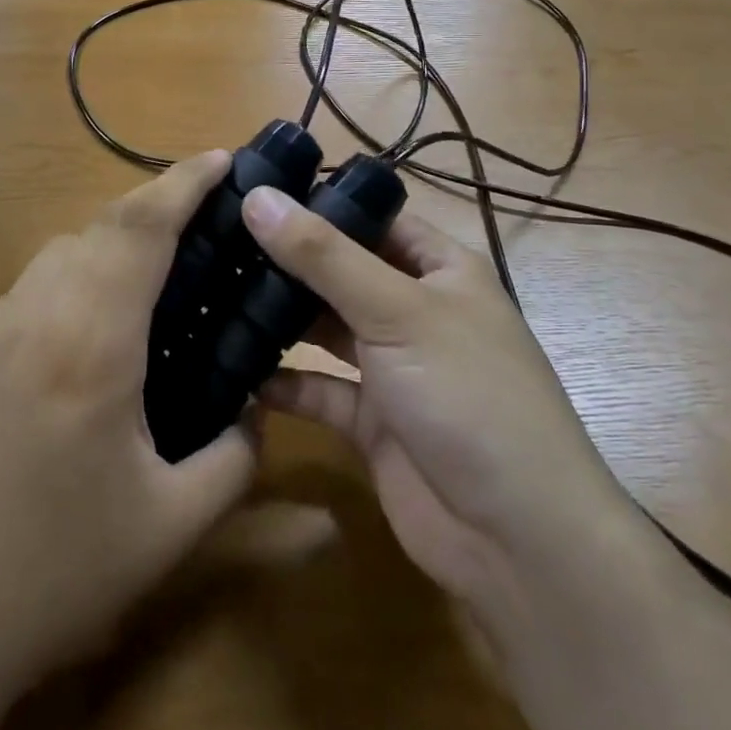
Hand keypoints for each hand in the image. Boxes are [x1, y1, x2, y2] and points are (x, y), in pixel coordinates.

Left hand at [0, 152, 258, 725]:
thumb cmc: (50, 575)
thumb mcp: (168, 528)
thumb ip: (233, 458)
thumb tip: (257, 413)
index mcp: (90, 343)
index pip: (141, 228)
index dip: (184, 183)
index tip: (222, 160)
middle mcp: (33, 316)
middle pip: (100, 227)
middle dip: (155, 208)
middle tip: (203, 226)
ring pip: (58, 255)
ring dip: (110, 245)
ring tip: (153, 280)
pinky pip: (27, 293)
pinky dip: (70, 283)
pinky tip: (86, 337)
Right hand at [243, 186, 656, 654]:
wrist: (516, 539)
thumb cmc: (466, 393)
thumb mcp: (396, 310)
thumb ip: (323, 255)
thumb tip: (258, 197)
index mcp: (439, 268)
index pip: (372, 217)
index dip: (318, 202)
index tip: (250, 190)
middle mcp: (415, 309)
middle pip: (342, 271)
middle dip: (287, 260)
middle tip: (214, 241)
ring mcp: (393, 367)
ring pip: (326, 329)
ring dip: (280, 318)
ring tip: (214, 293)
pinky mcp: (371, 421)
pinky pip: (319, 389)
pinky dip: (283, 382)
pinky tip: (236, 370)